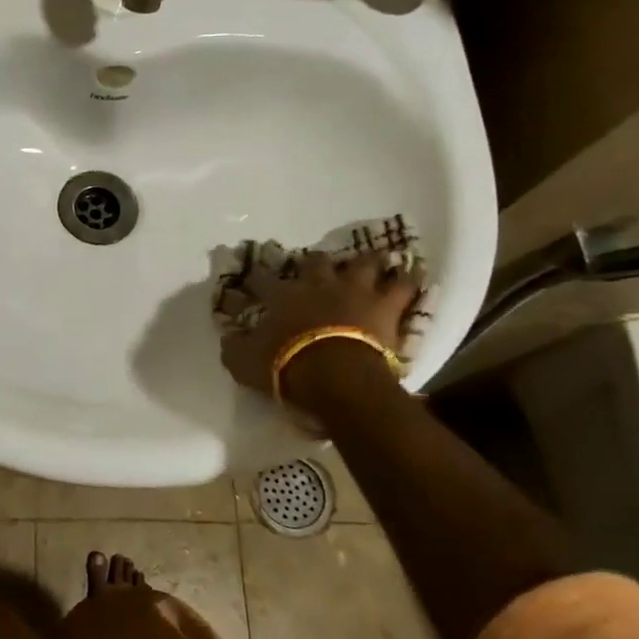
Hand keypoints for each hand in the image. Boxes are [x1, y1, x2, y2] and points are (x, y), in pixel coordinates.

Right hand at [219, 252, 418, 411]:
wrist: (338, 377)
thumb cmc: (288, 367)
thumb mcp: (245, 363)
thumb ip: (234, 347)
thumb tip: (228, 338)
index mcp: (282, 295)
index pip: (262, 279)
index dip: (255, 278)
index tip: (251, 281)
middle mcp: (318, 284)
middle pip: (316, 261)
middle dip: (314, 263)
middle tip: (315, 270)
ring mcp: (355, 290)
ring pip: (363, 263)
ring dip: (365, 263)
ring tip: (368, 264)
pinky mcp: (386, 305)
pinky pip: (404, 286)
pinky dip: (407, 281)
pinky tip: (411, 277)